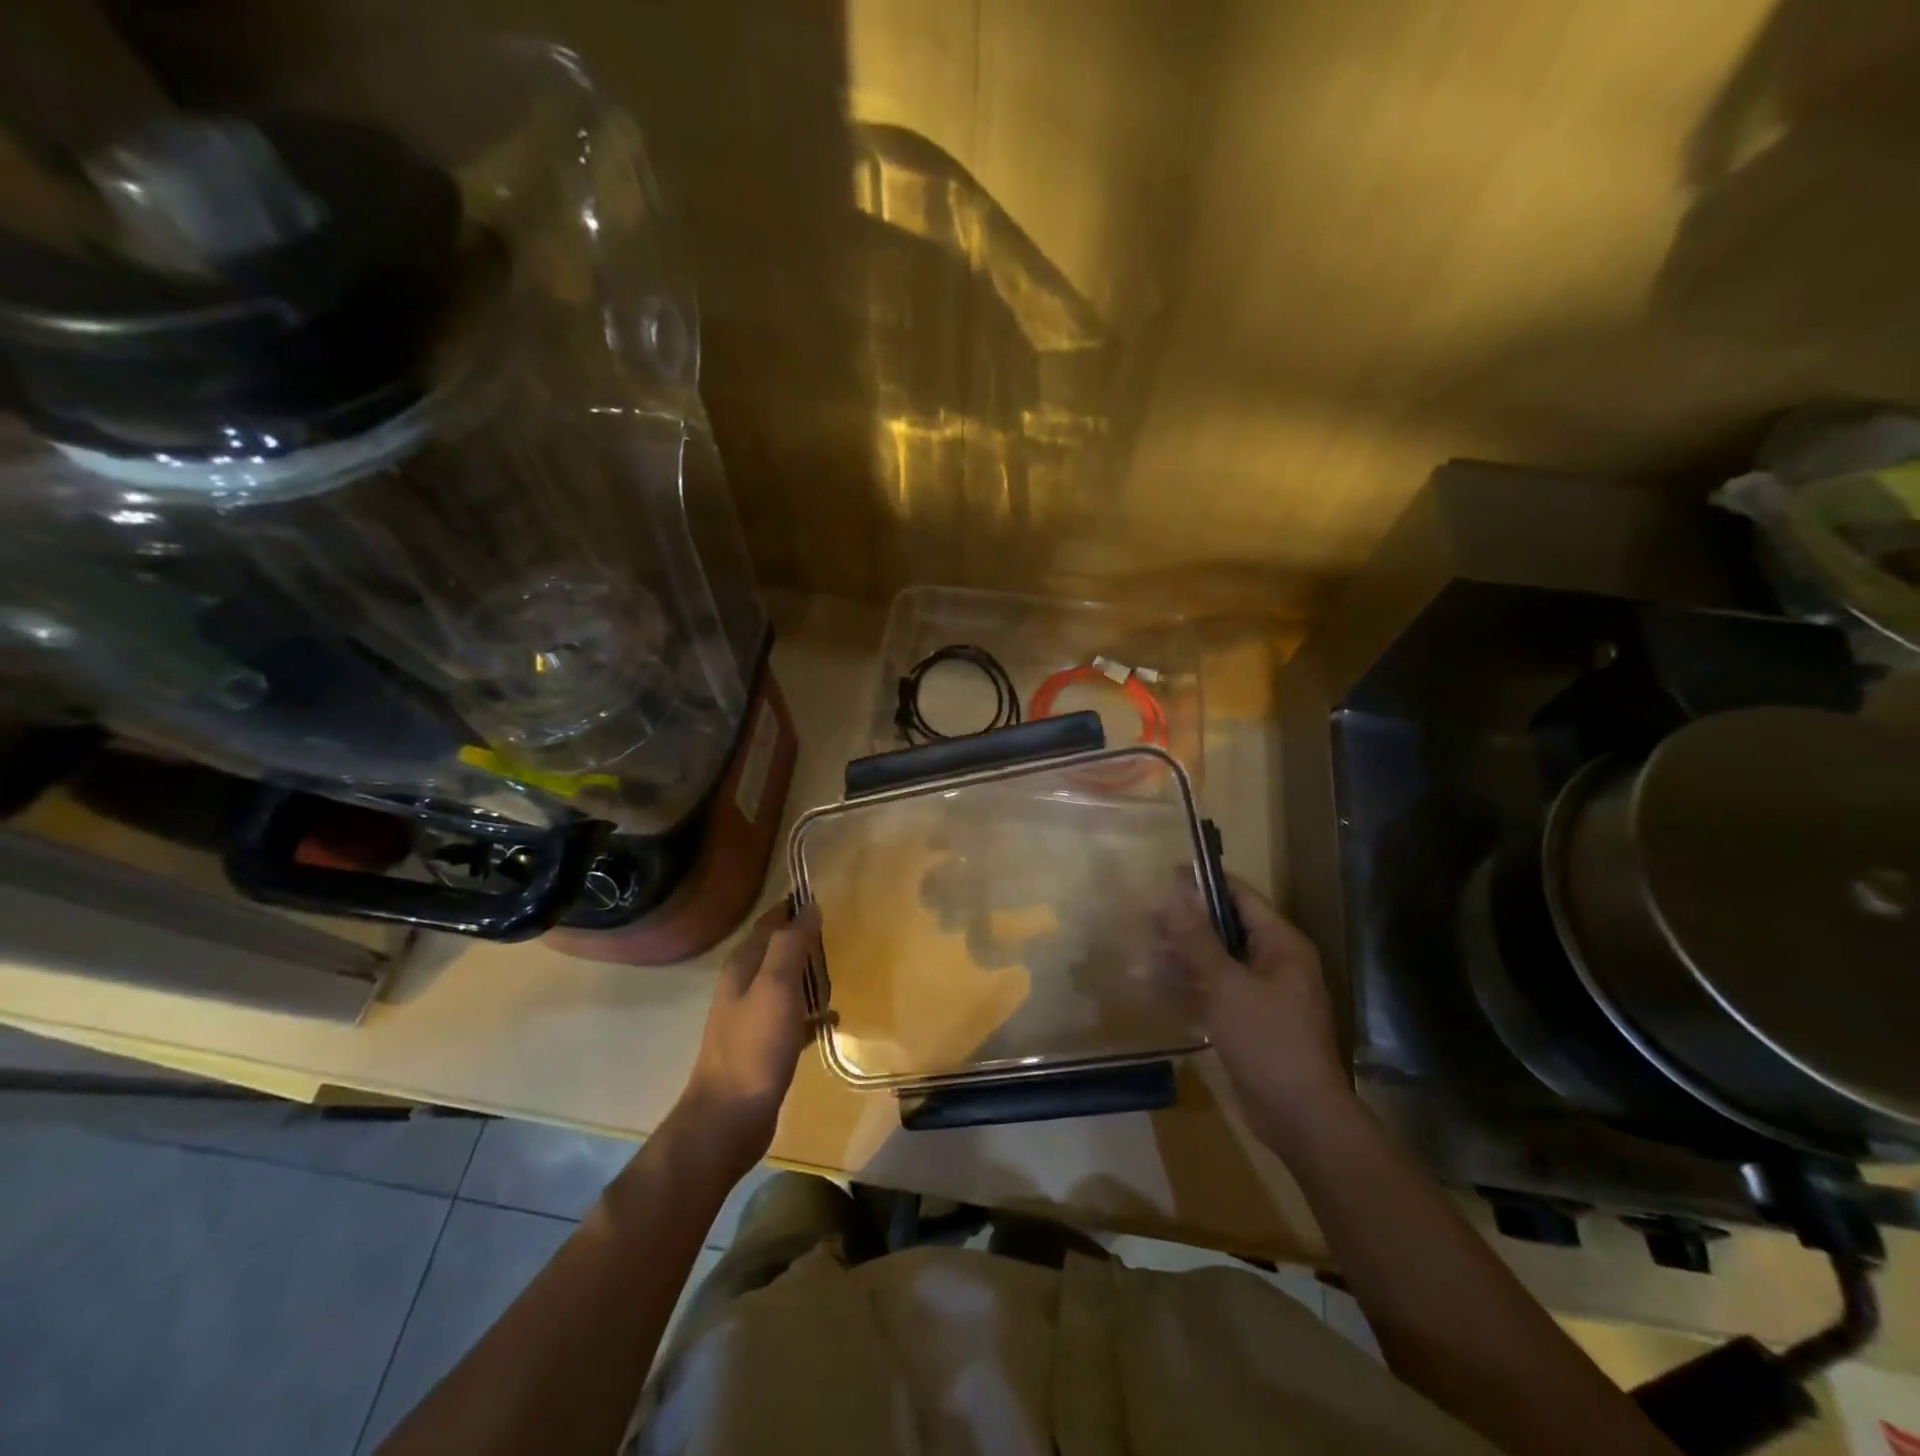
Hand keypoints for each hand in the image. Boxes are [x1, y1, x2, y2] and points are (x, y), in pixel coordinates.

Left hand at [677, 901, 821, 1172]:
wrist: (728, 1119)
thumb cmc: (755, 1047)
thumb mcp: (776, 987)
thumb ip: (791, 943)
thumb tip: (808, 906)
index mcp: (742, 966)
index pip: (769, 923)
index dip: (792, 908)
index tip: (822, 897)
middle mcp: (743, 987)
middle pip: (776, 951)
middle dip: (803, 938)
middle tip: (836, 932)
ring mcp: (752, 1019)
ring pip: (784, 983)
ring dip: (807, 974)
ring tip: (837, 969)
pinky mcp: (764, 1048)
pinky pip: (793, 1017)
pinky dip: (811, 1012)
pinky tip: (832, 1018)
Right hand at [1151, 876, 1350, 1148]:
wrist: (1300, 1117)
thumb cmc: (1268, 1040)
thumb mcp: (1226, 984)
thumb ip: (1197, 938)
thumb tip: (1175, 891)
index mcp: (1280, 944)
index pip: (1239, 896)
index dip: (1203, 883)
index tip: (1164, 877)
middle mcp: (1274, 962)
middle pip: (1225, 928)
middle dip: (1185, 924)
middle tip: (1145, 920)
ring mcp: (1263, 994)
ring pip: (1216, 962)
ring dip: (1181, 958)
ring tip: (1142, 954)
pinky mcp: (1250, 1022)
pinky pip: (1216, 993)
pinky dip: (1189, 988)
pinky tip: (1156, 989)